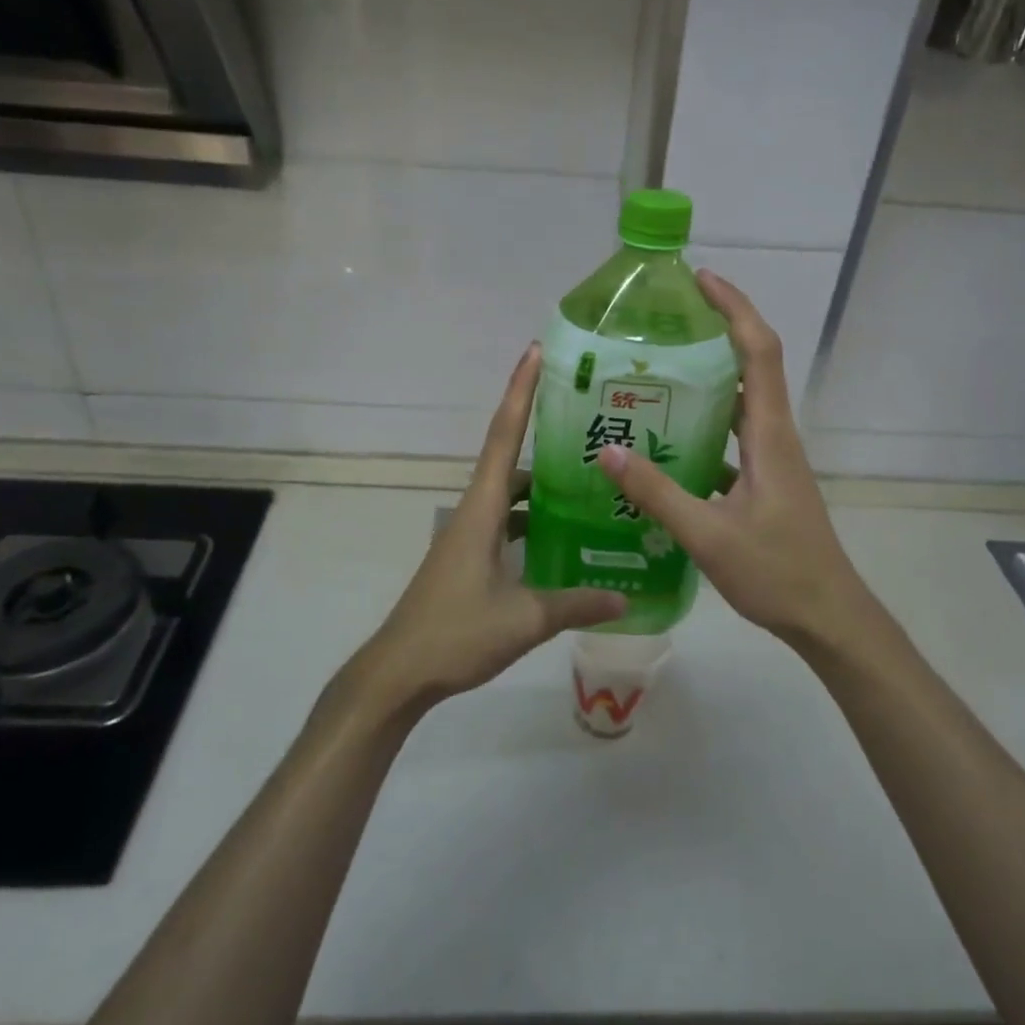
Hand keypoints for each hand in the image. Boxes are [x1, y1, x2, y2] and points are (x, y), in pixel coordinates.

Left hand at [352, 344, 625, 716]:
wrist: (399, 672)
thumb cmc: (456, 633)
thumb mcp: (525, 618)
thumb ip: (577, 602)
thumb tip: (625, 597)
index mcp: (481, 508)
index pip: (502, 435)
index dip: (520, 391)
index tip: (536, 352)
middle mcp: (473, 511)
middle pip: (508, 457)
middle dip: (542, 433)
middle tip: (589, 422)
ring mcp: (469, 536)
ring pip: (510, 495)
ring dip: (541, 483)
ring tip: (588, 479)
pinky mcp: (469, 559)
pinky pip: (507, 523)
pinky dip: (533, 519)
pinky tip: (564, 535)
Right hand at [597, 272, 875, 651]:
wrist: (828, 617)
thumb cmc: (778, 572)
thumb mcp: (708, 535)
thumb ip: (656, 492)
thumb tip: (606, 450)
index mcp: (769, 435)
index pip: (758, 351)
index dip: (734, 308)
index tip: (701, 279)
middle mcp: (773, 436)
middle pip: (751, 366)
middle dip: (715, 333)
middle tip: (663, 324)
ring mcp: (771, 460)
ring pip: (739, 404)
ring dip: (707, 381)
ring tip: (654, 375)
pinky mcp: (763, 483)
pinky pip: (730, 440)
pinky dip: (701, 429)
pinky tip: (662, 446)